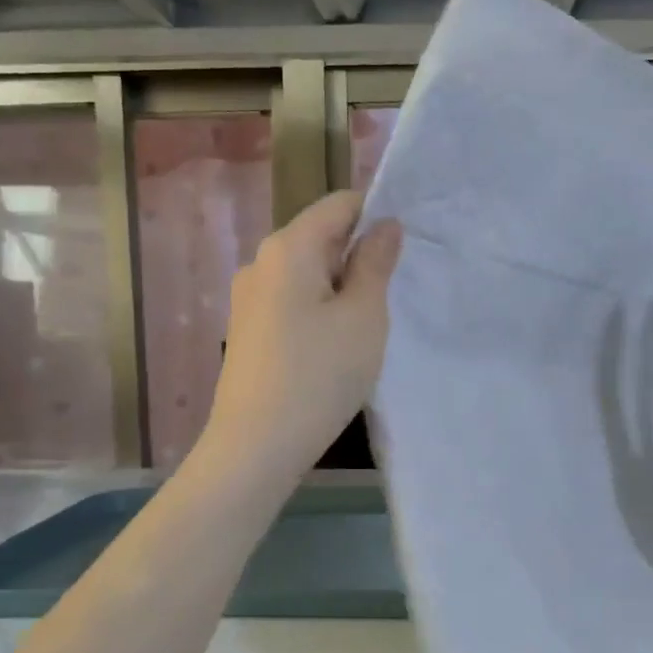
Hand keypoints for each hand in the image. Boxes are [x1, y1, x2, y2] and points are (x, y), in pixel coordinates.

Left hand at [201, 190, 401, 477]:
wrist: (255, 447)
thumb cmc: (319, 375)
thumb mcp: (364, 316)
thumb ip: (375, 264)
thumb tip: (385, 226)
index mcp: (288, 247)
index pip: (339, 204)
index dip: (377, 216)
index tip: (404, 251)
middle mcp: (260, 262)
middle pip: (321, 238)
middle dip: (359, 257)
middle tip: (391, 297)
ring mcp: (248, 298)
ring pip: (307, 274)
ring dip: (341, 288)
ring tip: (366, 328)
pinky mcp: (247, 330)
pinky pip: (292, 302)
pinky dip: (319, 311)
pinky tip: (334, 348)